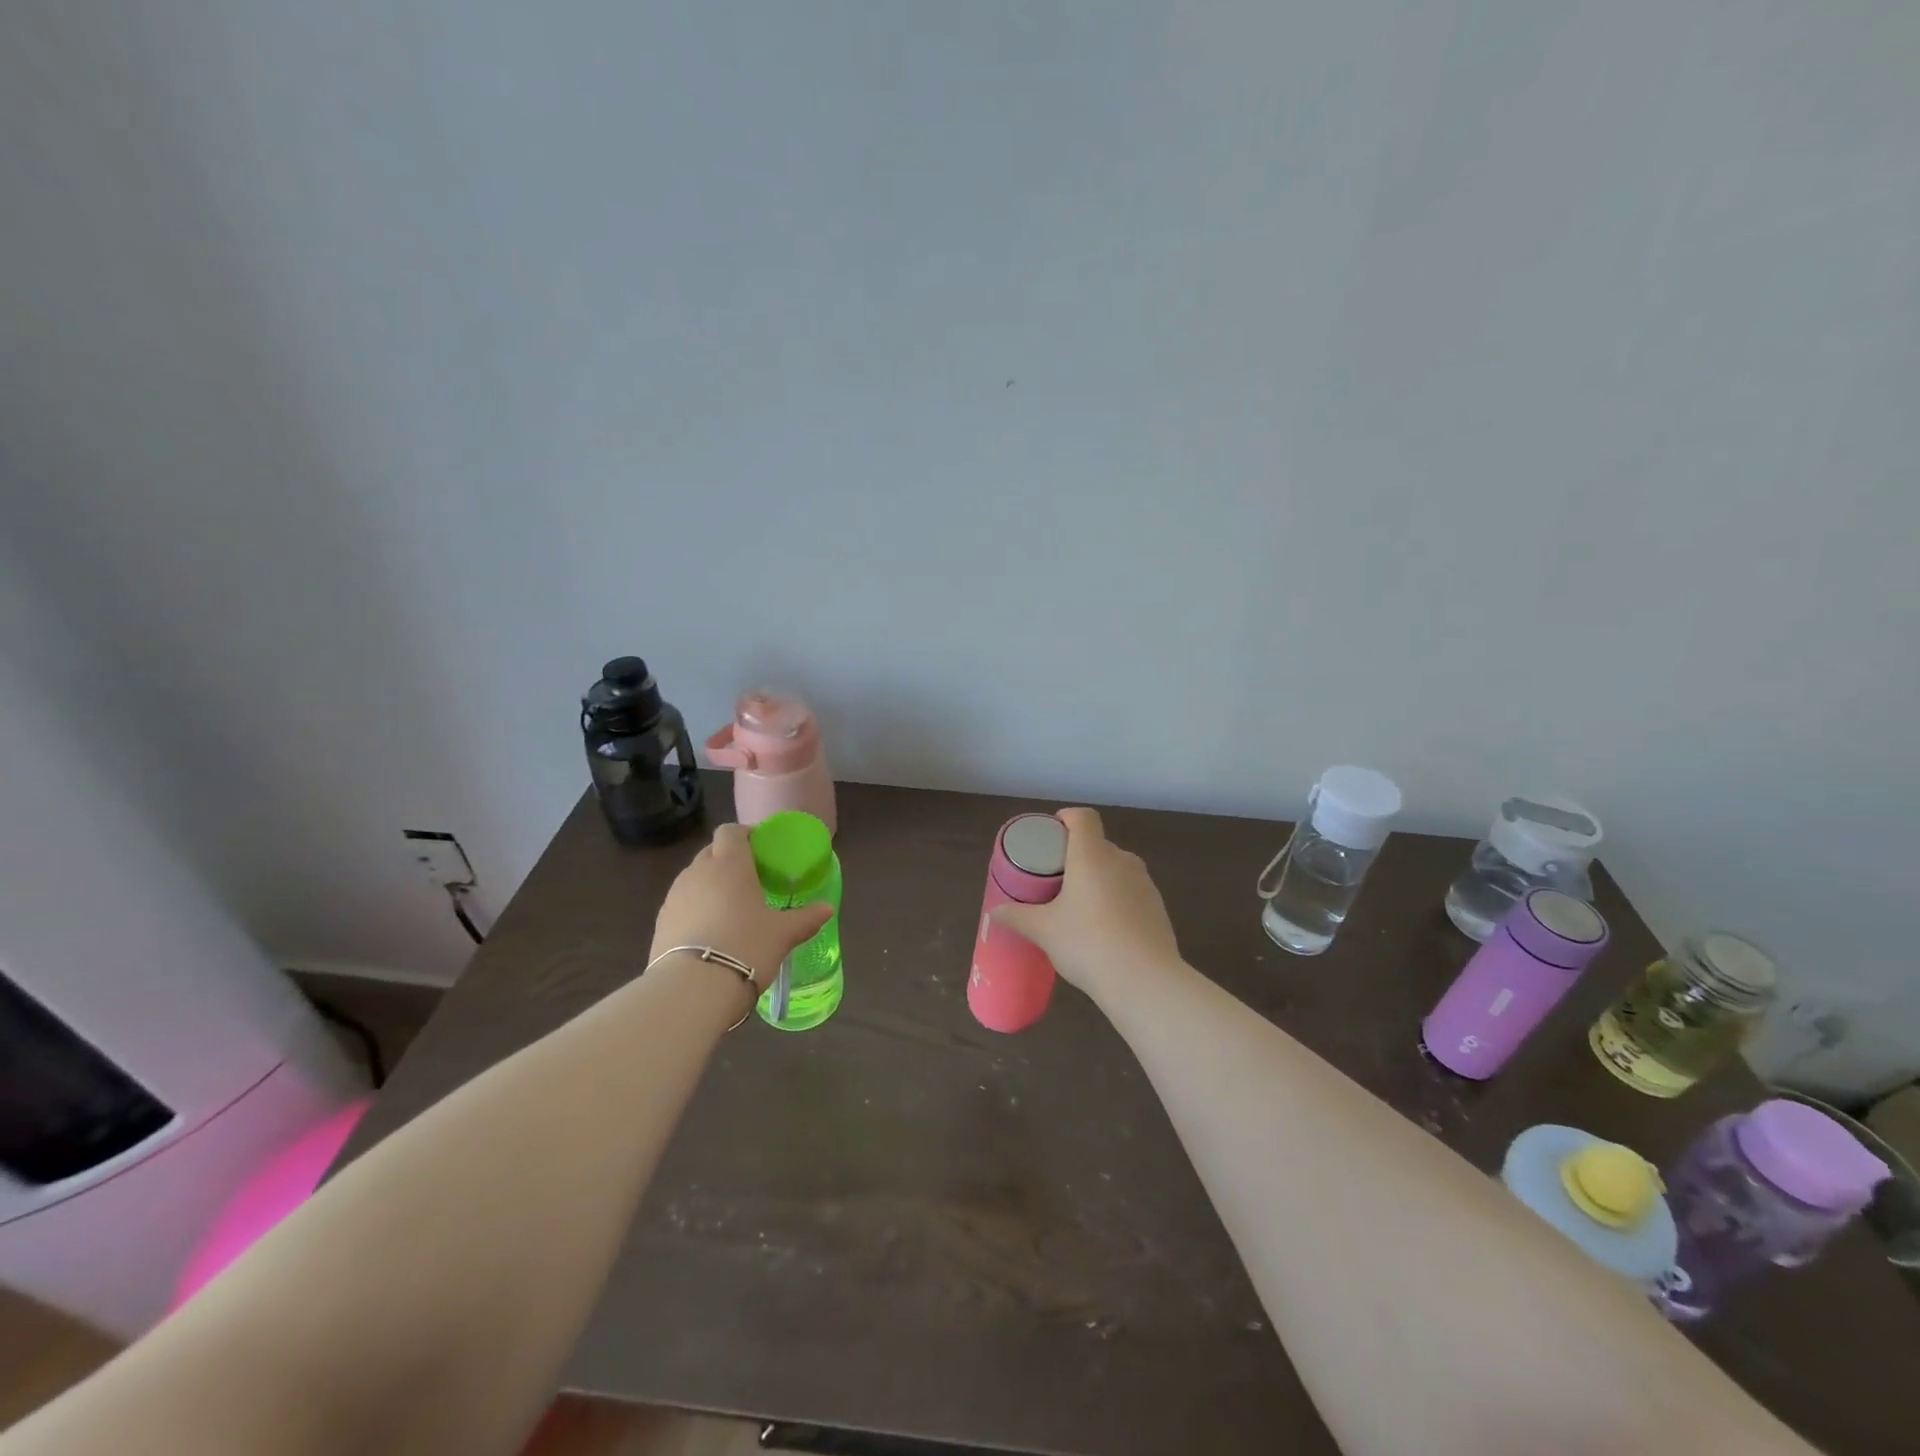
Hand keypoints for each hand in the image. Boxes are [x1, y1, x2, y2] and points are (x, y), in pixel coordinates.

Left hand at [650, 824, 832, 989]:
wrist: (692, 989)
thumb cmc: (746, 947)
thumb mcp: (783, 934)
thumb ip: (806, 918)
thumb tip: (827, 908)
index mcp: (729, 863)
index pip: (730, 831)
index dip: (745, 835)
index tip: (760, 849)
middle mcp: (698, 871)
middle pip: (711, 852)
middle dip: (728, 859)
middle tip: (750, 879)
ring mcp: (674, 896)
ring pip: (694, 878)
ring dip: (710, 885)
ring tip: (730, 908)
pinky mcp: (660, 921)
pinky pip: (682, 903)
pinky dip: (696, 908)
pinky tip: (710, 932)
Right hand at [989, 807, 1181, 1003]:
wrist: (1145, 982)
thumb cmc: (1087, 943)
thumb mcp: (1044, 931)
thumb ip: (1017, 917)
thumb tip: (994, 912)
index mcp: (1092, 855)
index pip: (1083, 817)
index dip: (1066, 818)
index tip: (1051, 834)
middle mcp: (1122, 861)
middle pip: (1098, 844)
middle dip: (1077, 855)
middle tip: (1056, 878)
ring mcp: (1145, 884)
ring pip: (1116, 869)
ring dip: (1098, 878)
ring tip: (1079, 906)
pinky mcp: (1158, 908)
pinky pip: (1131, 892)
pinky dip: (1116, 899)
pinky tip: (1104, 929)